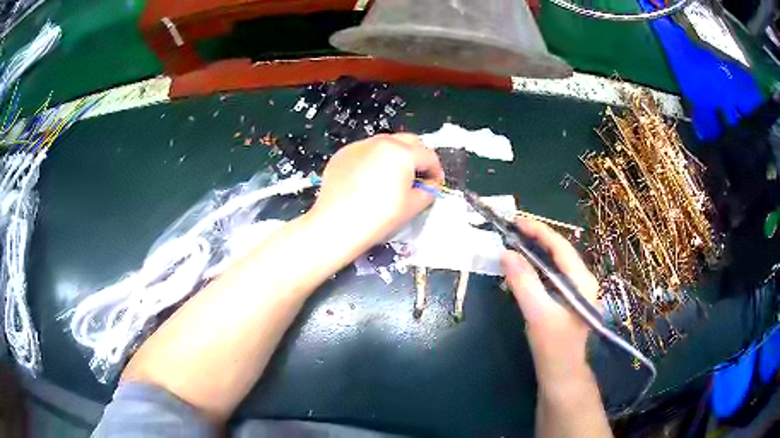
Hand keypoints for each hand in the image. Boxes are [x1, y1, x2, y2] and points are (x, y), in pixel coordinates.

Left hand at [307, 134, 443, 256]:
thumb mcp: (412, 207)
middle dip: (417, 157)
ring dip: (396, 156)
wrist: (336, 225)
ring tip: (392, 179)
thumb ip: (428, 191)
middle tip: (416, 178)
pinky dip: (373, 160)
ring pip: (386, 144)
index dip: (435, 171)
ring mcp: (359, 146)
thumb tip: (429, 184)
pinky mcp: (343, 154)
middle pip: (409, 142)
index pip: (428, 156)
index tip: (434, 185)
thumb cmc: (378, 217)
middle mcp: (381, 142)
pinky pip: (366, 152)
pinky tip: (368, 181)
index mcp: (402, 152)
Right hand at [500, 218, 600, 386]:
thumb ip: (523, 282)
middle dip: (537, 239)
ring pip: (556, 265)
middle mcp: (583, 282)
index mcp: (583, 281)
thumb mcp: (538, 314)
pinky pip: (552, 278)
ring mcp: (577, 293)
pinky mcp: (568, 302)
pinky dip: (537, 270)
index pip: (561, 247)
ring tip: (515, 244)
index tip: (516, 220)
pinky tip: (523, 271)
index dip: (539, 230)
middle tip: (512, 230)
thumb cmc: (554, 347)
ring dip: (536, 253)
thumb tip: (506, 253)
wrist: (563, 377)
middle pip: (560, 253)